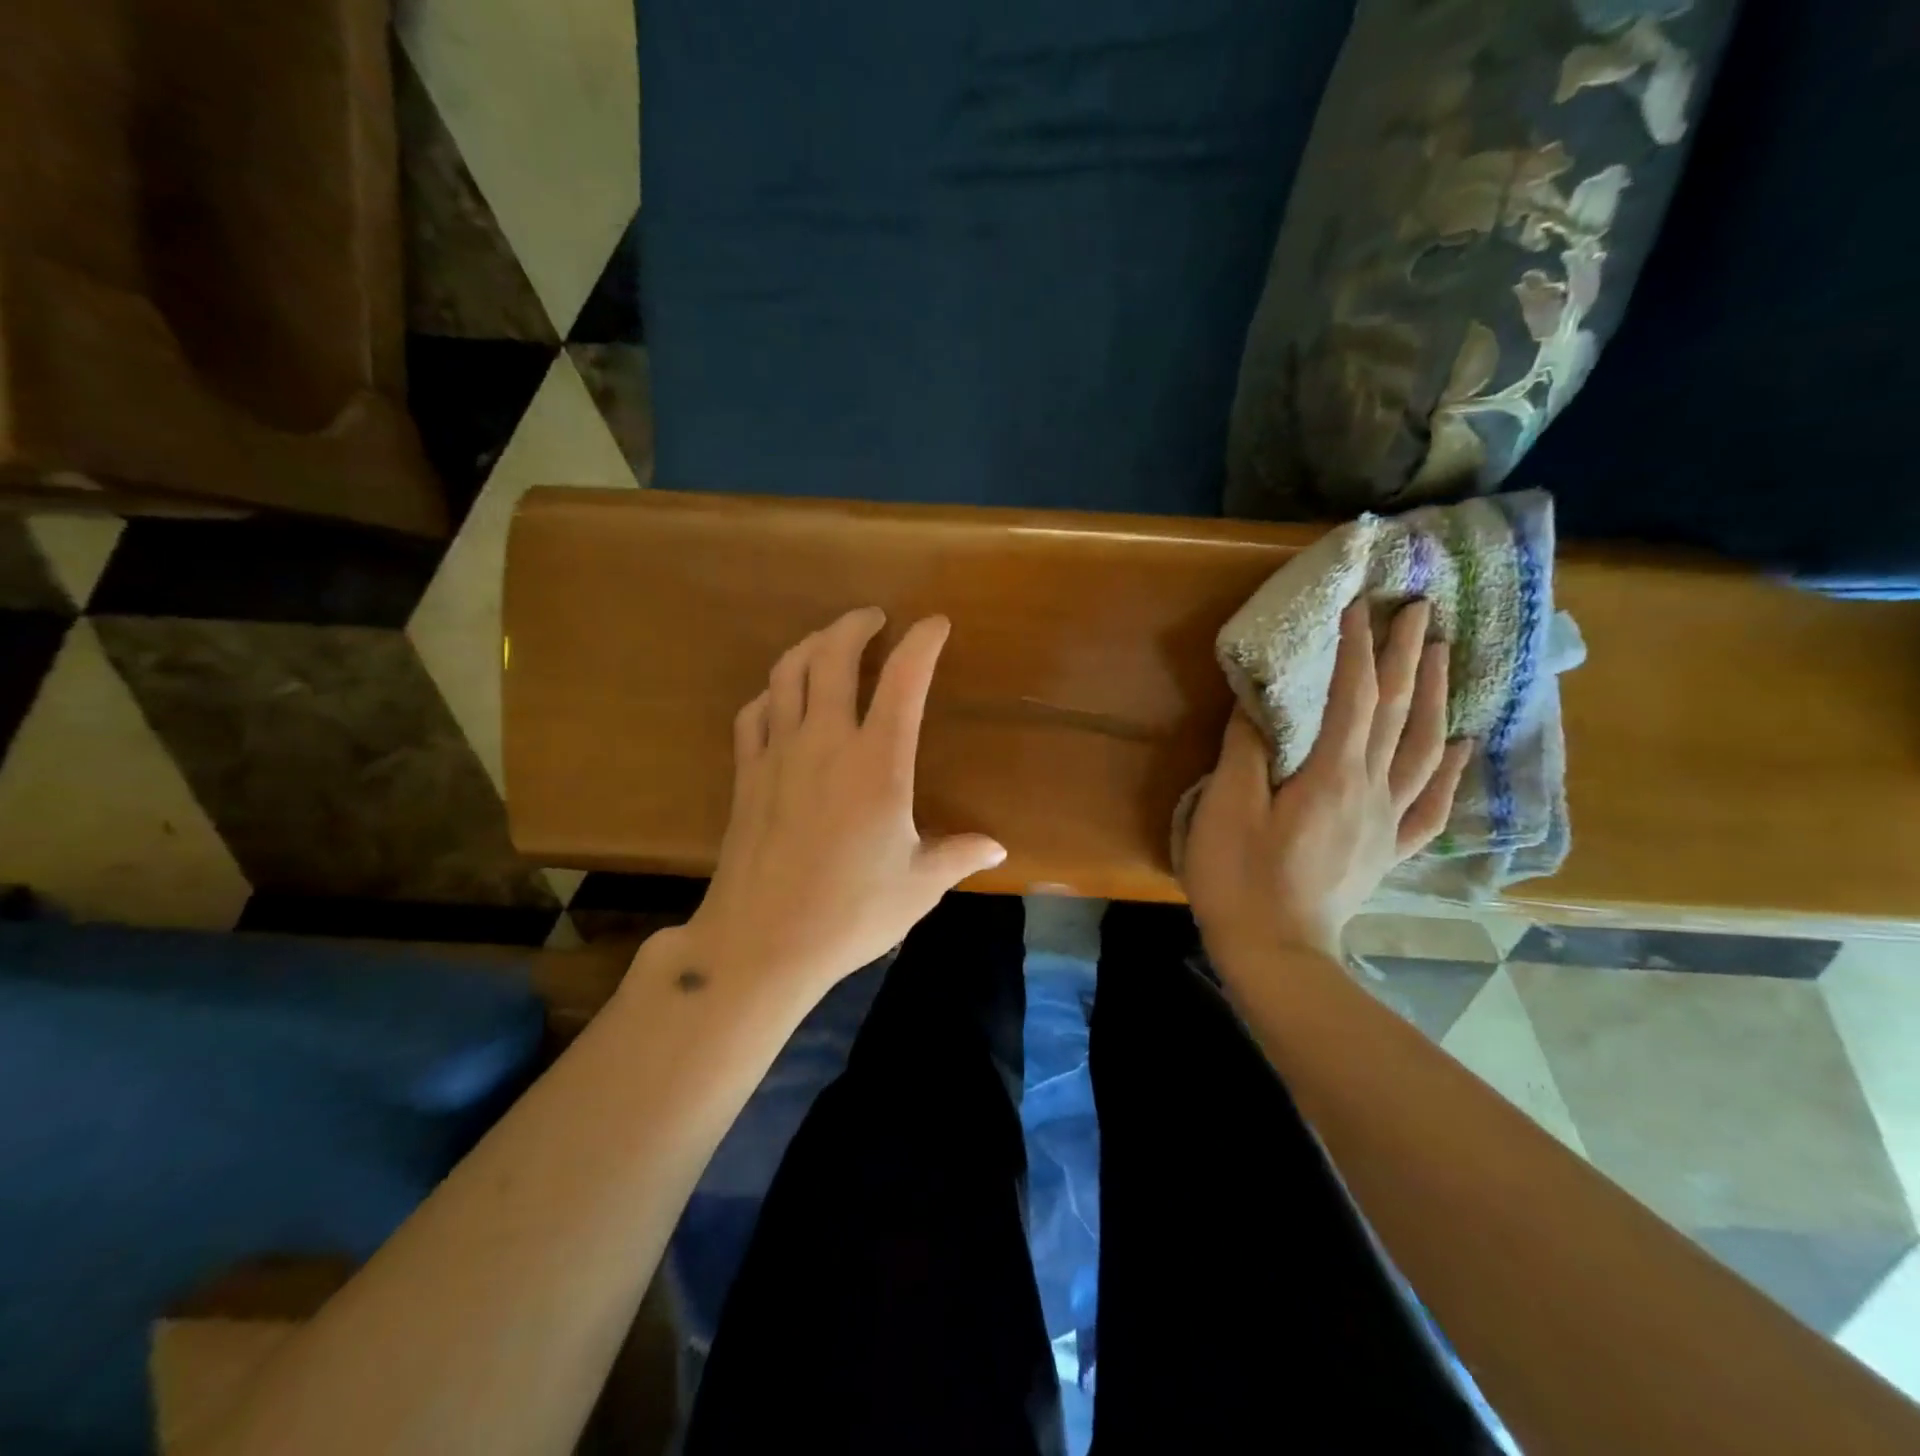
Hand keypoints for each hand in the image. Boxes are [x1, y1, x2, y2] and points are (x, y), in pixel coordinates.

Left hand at [678, 607, 1007, 998]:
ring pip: (787, 673)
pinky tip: (781, 698)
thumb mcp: (918, 886)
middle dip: (855, 625)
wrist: (762, 942)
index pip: (903, 680)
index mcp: (878, 763)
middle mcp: (825, 743)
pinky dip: (772, 692)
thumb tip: (998, 848)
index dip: (922, 643)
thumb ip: (959, 855)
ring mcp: (778, 754)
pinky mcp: (746, 774)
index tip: (935, 625)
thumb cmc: (851, 913)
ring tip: (828, 642)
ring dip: (810, 645)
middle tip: (874, 618)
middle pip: (832, 656)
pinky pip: (754, 713)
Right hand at [1182, 598, 1470, 962]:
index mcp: (1331, 775)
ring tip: (1442, 655)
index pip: (1352, 696)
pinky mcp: (1387, 850)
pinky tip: (1460, 745)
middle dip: (1408, 656)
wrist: (1275, 952)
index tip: (1358, 603)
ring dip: (1435, 697)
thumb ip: (1246, 751)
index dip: (1355, 647)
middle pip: (1399, 713)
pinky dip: (1448, 770)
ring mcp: (1387, 822)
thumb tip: (1258, 705)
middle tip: (1421, 609)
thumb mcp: (1226, 808)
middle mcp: (1372, 790)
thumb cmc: (1240, 878)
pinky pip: (1429, 804)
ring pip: (1423, 749)